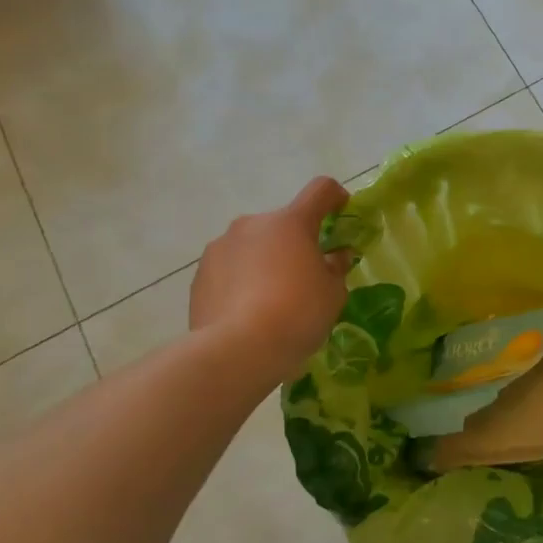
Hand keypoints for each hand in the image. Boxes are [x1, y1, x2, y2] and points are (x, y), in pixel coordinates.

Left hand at [190, 177, 353, 382]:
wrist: (236, 351)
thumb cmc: (297, 314)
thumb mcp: (333, 293)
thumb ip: (336, 267)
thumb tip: (335, 256)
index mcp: (291, 222)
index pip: (320, 190)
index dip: (335, 197)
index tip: (342, 213)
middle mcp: (253, 224)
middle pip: (283, 223)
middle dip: (296, 242)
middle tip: (306, 276)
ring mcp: (221, 247)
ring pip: (253, 245)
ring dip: (266, 260)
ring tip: (272, 299)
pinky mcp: (200, 274)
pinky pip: (230, 268)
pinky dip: (242, 280)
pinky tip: (248, 312)